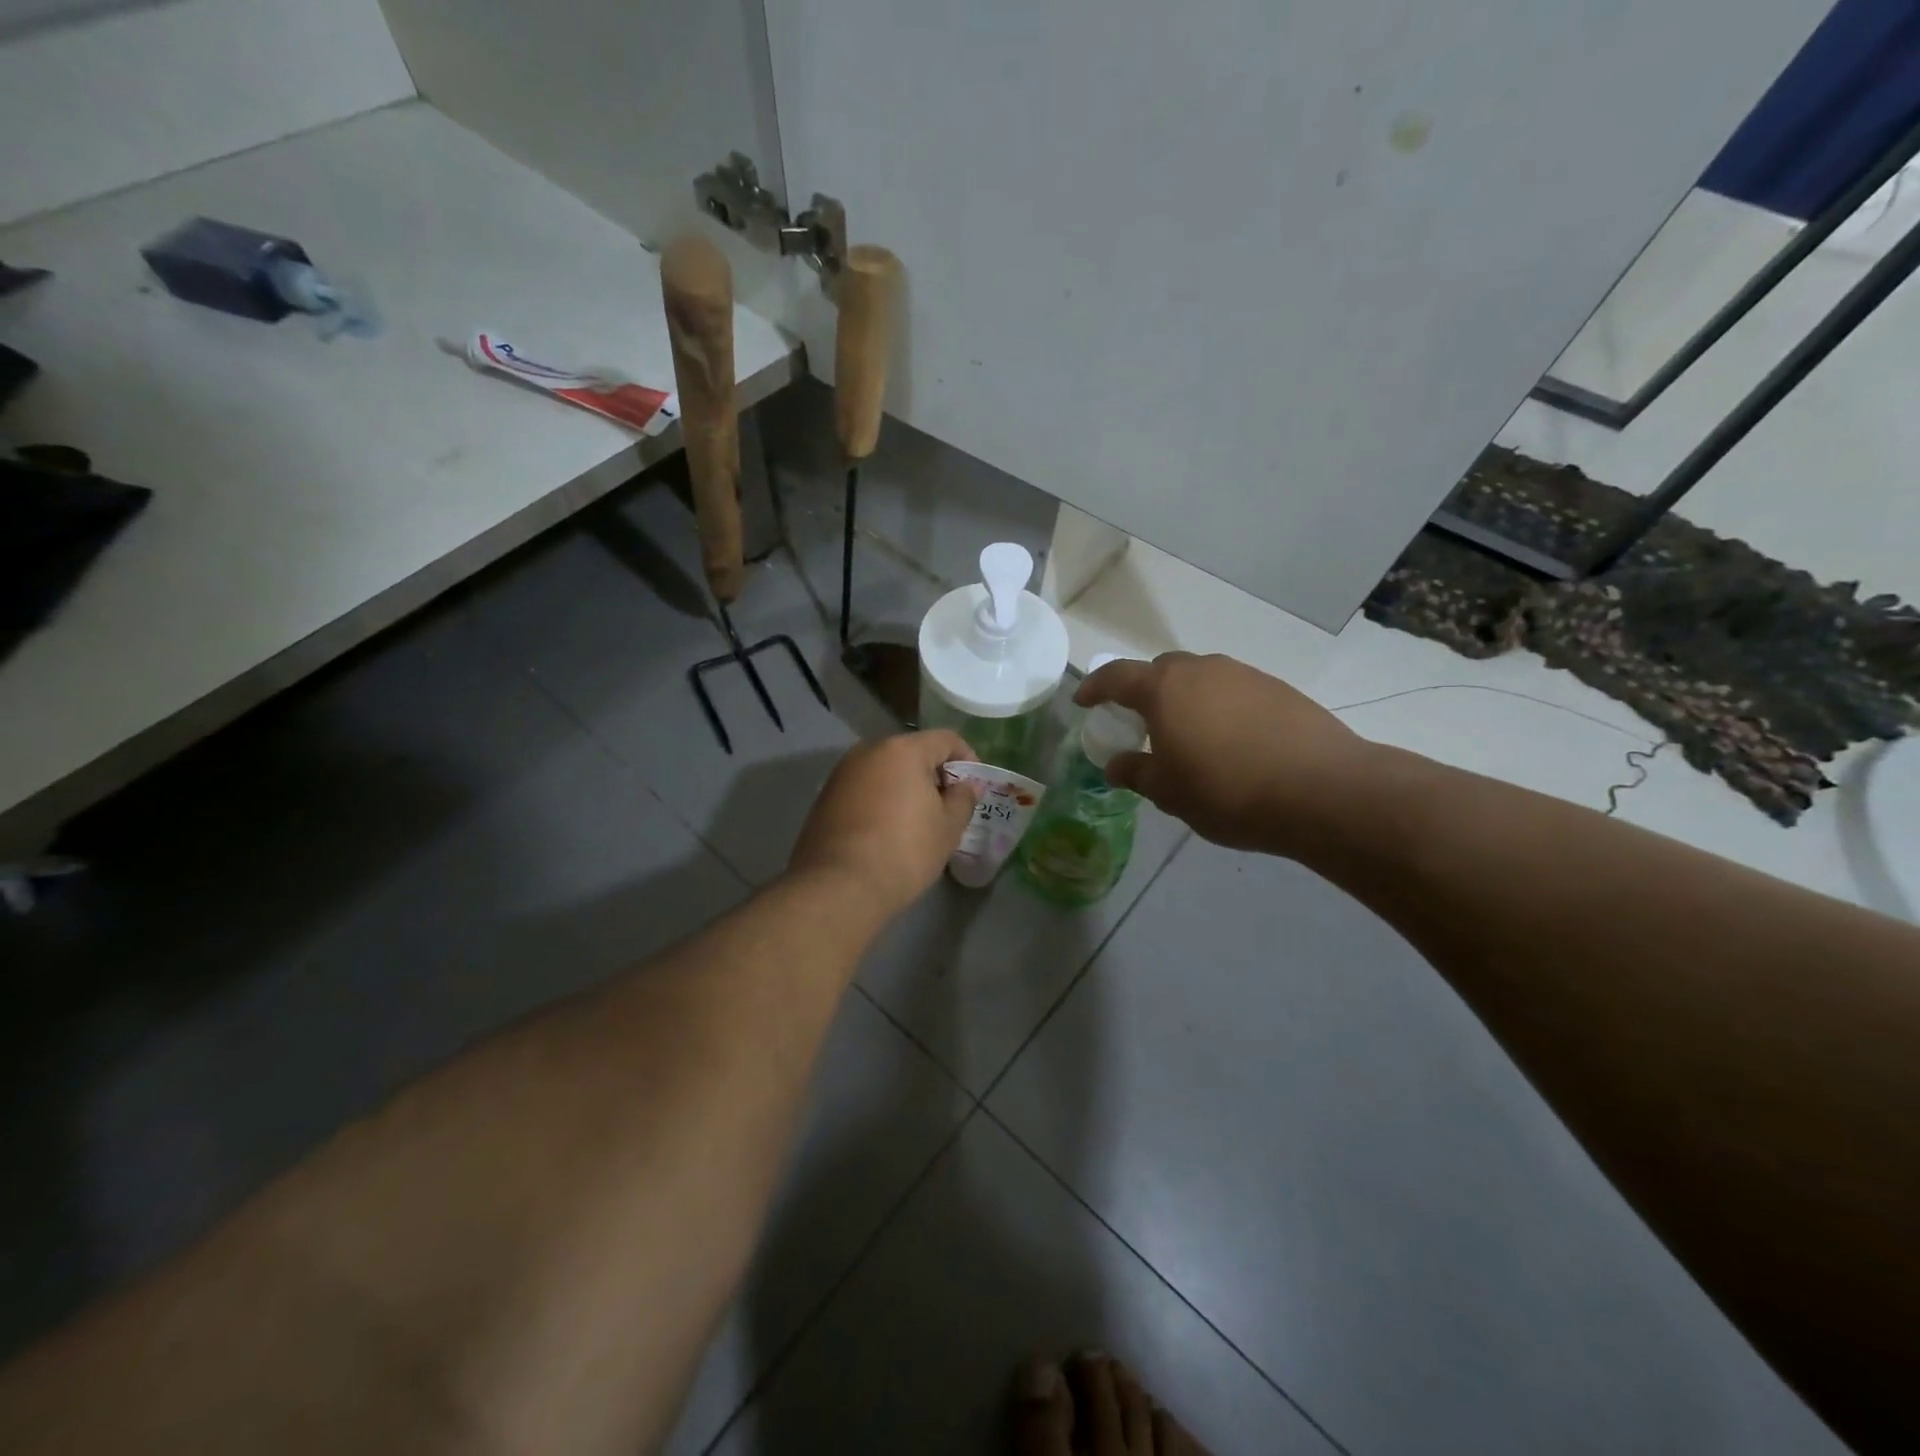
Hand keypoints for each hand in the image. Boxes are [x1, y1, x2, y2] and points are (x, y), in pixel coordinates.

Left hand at [788, 730, 979, 916]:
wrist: (838, 887)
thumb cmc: (904, 851)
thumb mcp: (948, 828)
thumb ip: (963, 799)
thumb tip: (966, 785)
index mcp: (903, 750)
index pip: (946, 739)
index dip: (967, 759)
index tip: (973, 788)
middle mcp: (869, 751)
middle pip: (913, 752)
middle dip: (934, 775)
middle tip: (948, 806)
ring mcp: (842, 773)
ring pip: (886, 770)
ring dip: (906, 788)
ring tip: (917, 822)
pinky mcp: (825, 796)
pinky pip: (864, 788)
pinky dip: (881, 800)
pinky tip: (886, 831)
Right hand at [1076, 652, 1370, 857]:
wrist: (1323, 791)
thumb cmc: (1228, 792)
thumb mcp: (1170, 793)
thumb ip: (1137, 773)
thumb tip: (1115, 765)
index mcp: (1165, 690)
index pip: (1116, 677)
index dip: (1095, 687)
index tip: (1084, 702)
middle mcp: (1202, 670)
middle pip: (1161, 670)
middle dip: (1144, 690)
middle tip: (1141, 722)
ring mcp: (1244, 675)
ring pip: (1201, 678)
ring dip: (1186, 698)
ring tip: (1190, 735)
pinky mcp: (1278, 688)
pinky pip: (1233, 690)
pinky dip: (1220, 707)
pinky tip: (1232, 741)